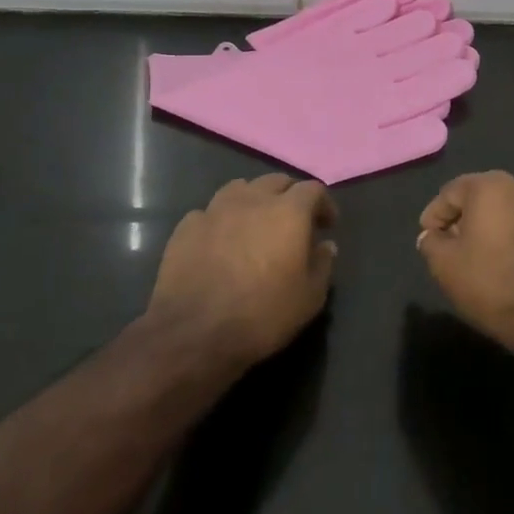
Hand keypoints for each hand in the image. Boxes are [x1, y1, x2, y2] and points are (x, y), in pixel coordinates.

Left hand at [146, 174, 337, 369]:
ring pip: (240, 188)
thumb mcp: (309, 299)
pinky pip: (209, 212)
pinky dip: (220, 220)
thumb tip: (326, 246)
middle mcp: (253, 200)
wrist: (194, 333)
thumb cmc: (262, 315)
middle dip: (289, 195)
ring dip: (253, 199)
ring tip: (255, 222)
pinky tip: (219, 241)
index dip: (323, 204)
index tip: (327, 225)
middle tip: (294, 220)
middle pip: (276, 181)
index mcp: (288, 212)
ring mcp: (215, 210)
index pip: (313, 189)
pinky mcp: (186, 227)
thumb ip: (322, 265)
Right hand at [416, 172, 513, 360]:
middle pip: (483, 198)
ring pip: (510, 213)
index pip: (450, 192)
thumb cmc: (497, 287)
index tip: (428, 238)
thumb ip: (432, 244)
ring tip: (485, 259)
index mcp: (491, 187)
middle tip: (454, 248)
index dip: (434, 215)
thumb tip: (432, 236)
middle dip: (465, 220)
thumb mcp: (447, 268)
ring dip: (494, 230)